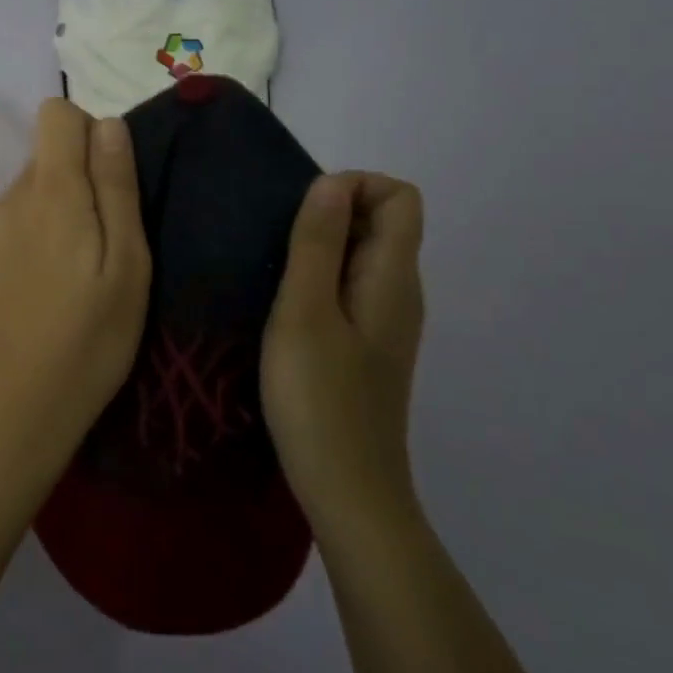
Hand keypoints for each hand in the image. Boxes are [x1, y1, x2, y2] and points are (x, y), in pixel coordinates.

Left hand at [0, 98, 150, 463]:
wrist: (15, 409)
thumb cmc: (90, 340)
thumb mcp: (128, 266)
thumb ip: (116, 187)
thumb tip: (108, 123)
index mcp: (51, 193)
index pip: (55, 114)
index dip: (86, 134)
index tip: (106, 182)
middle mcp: (7, 200)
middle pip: (43, 160)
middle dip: (74, 185)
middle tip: (95, 247)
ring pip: (23, 198)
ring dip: (47, 218)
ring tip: (64, 278)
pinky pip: (1, 231)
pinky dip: (21, 246)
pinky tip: (31, 294)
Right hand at [261, 172, 426, 533]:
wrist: (347, 490)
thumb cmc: (320, 399)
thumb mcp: (305, 313)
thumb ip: (318, 244)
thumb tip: (332, 182)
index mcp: (393, 278)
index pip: (400, 196)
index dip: (355, 186)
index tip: (303, 213)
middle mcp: (400, 292)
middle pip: (382, 222)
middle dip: (331, 214)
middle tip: (277, 244)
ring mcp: (386, 322)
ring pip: (363, 256)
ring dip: (320, 248)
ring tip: (272, 272)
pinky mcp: (368, 346)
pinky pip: (350, 287)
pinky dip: (320, 279)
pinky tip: (284, 308)